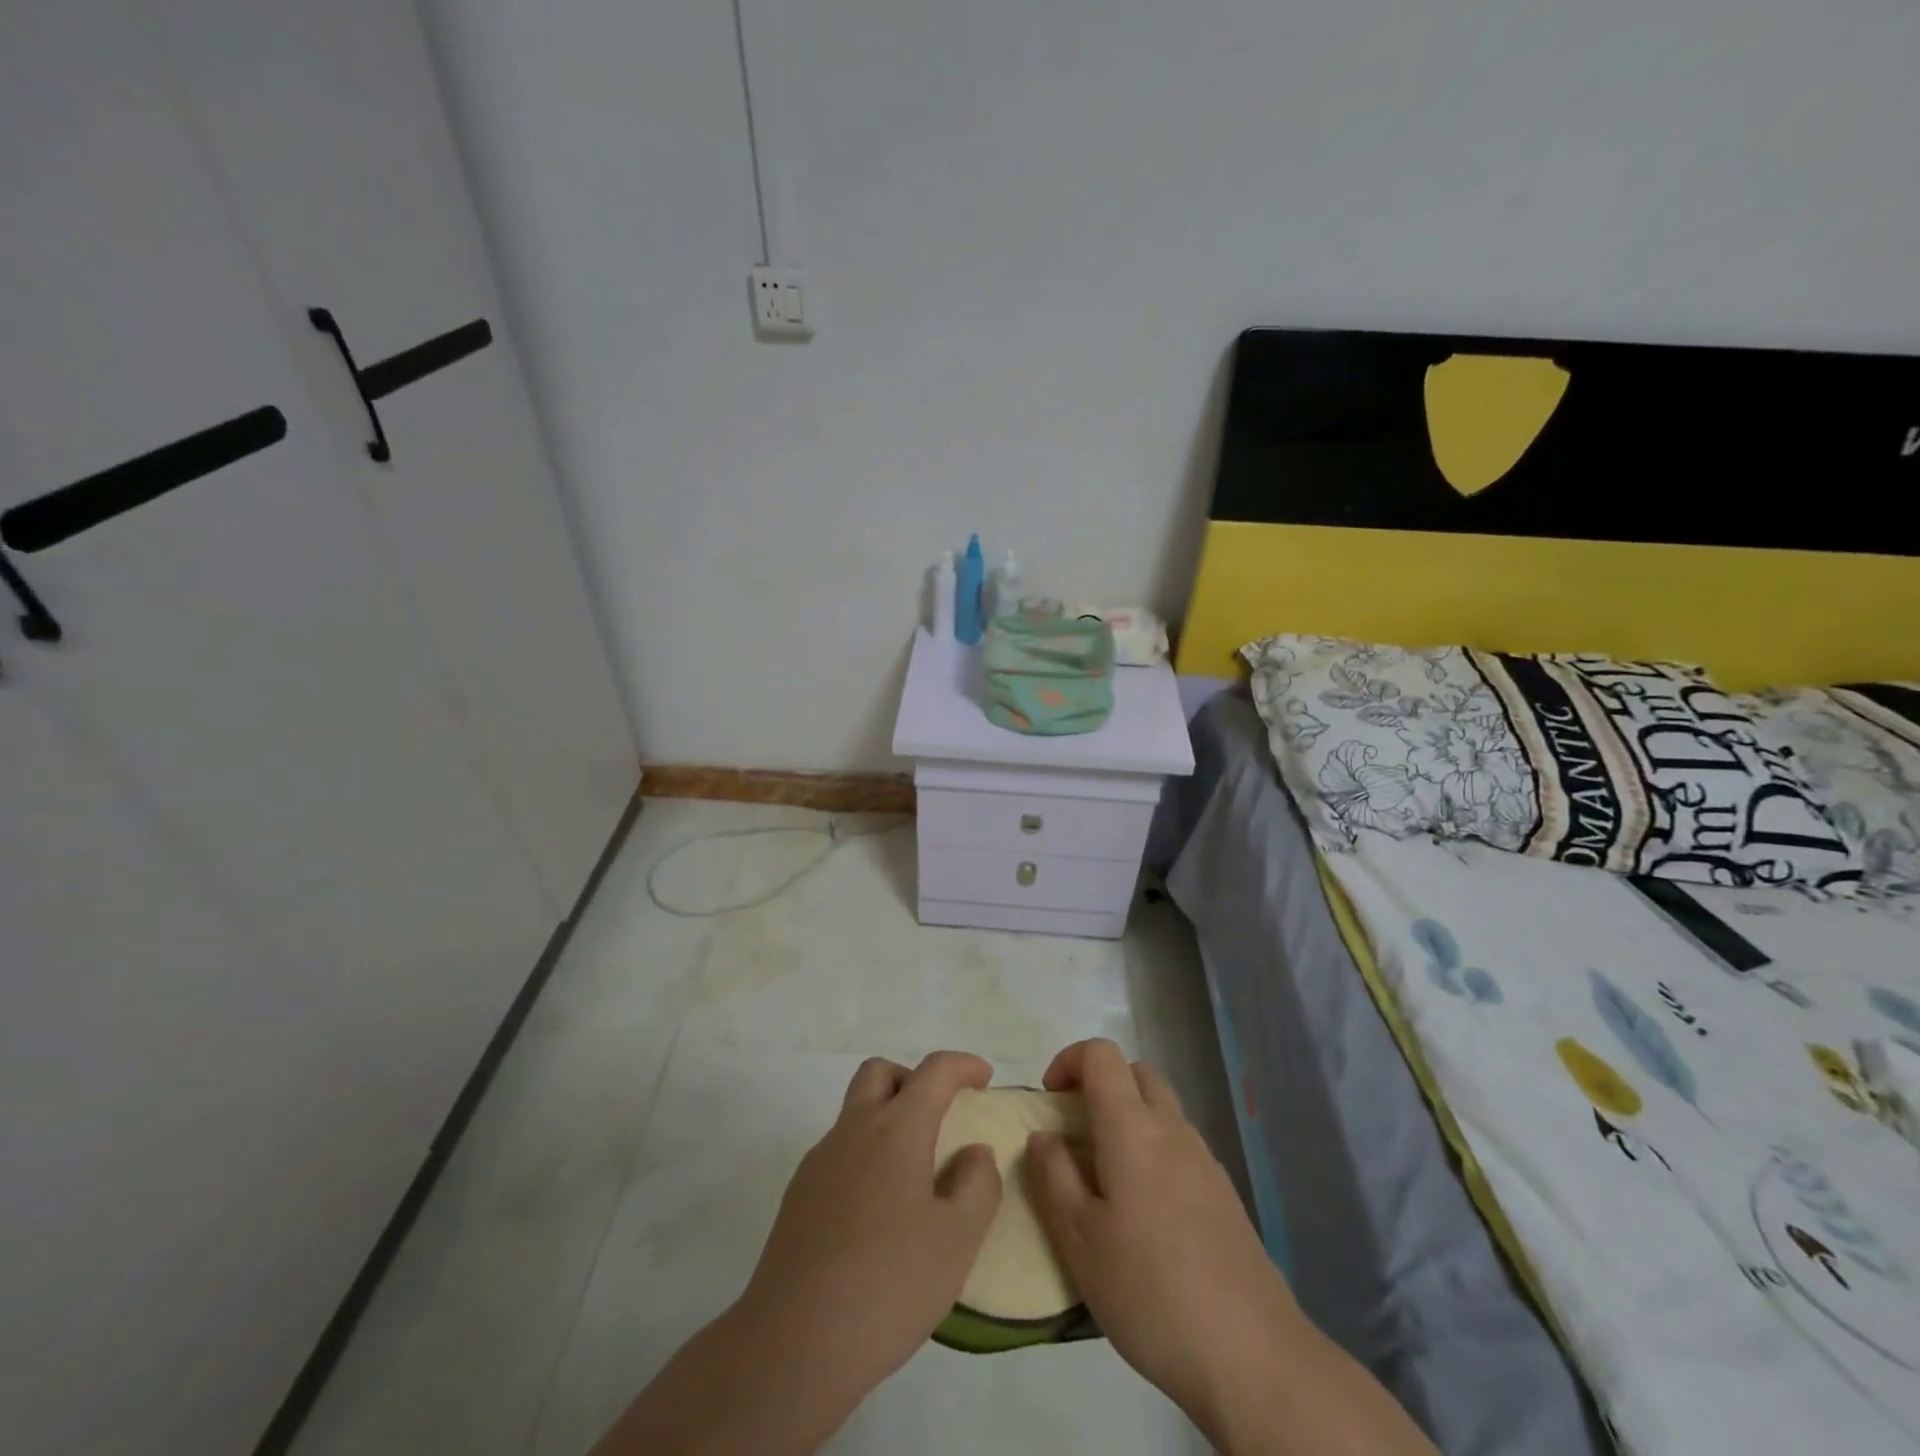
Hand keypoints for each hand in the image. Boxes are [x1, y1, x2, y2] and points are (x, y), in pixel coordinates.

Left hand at [738, 1049, 1002, 1398]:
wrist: (793, 1343)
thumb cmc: (888, 1285)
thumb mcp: (957, 1240)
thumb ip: (977, 1185)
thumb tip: (974, 1153)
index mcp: (896, 1130)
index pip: (933, 1072)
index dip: (962, 1065)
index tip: (984, 1077)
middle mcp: (854, 1130)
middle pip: (881, 1073)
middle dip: (914, 1079)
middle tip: (941, 1113)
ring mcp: (820, 1161)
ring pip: (856, 1111)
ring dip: (888, 1117)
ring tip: (915, 1169)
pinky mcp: (799, 1194)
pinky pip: (840, 1151)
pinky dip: (866, 1154)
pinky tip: (879, 1210)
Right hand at [1025, 1039, 1304, 1439]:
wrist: (1253, 1356)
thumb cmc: (1150, 1291)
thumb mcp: (1080, 1240)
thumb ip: (1054, 1176)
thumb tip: (1044, 1135)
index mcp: (1132, 1127)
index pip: (1101, 1055)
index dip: (1069, 1060)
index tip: (1049, 1099)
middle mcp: (1172, 1129)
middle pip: (1136, 1073)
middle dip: (1100, 1085)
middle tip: (1075, 1131)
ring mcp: (1204, 1160)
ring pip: (1161, 1109)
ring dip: (1128, 1118)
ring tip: (1105, 1177)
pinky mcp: (1224, 1193)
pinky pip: (1180, 1145)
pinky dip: (1154, 1150)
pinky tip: (1145, 1213)